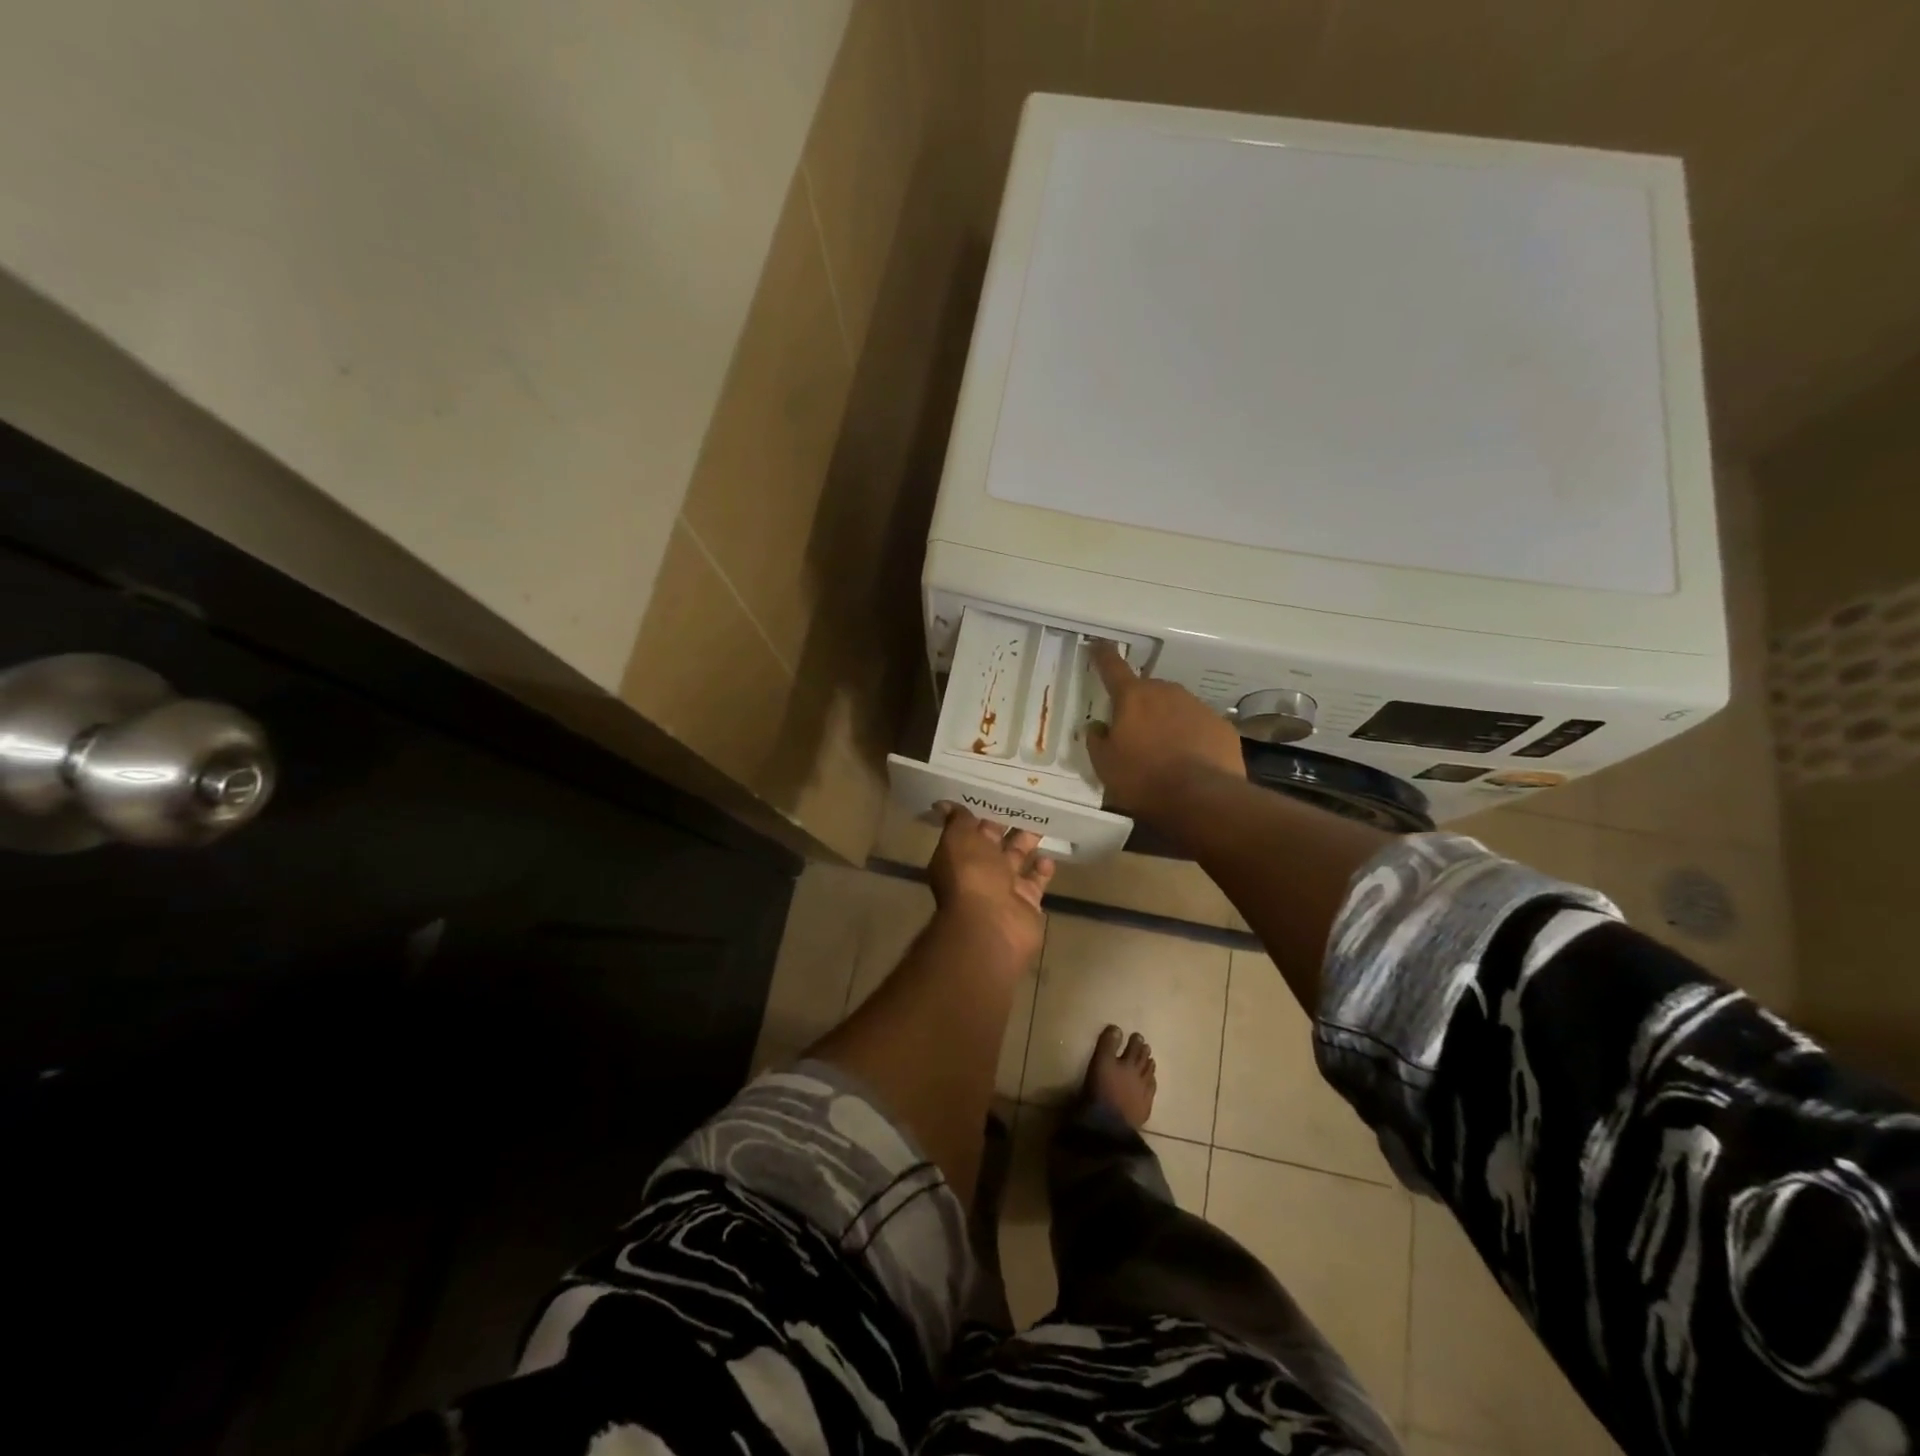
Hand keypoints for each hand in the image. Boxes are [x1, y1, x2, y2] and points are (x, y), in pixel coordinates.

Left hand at [927, 805, 1053, 963]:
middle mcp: (980, 870)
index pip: (972, 828)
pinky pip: (1036, 880)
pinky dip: (1043, 868)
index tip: (1001, 790)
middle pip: (996, 842)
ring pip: (1018, 858)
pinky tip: (1049, 855)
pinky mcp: (1027, 901)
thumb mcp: (959, 839)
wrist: (992, 925)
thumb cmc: (972, 876)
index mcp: (960, 854)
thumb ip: (958, 820)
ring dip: (1028, 842)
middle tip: (1029, 799)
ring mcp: (1005, 887)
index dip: (984, 811)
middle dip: (1009, 824)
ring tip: (1043, 820)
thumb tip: (944, 803)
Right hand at [1086, 641, 1245, 819]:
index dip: (1102, 655)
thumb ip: (1097, 740)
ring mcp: (1198, 707)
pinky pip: (1200, 726)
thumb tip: (1098, 726)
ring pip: (1176, 706)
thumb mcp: (1104, 765)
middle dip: (1139, 703)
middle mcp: (1167, 692)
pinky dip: (1192, 736)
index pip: (1113, 668)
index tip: (1097, 645)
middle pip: (1148, 690)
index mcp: (1133, 697)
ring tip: (1163, 750)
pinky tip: (1190, 760)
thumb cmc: (1142, 779)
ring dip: (1167, 720)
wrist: (1201, 799)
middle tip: (1133, 730)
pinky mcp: (1222, 727)